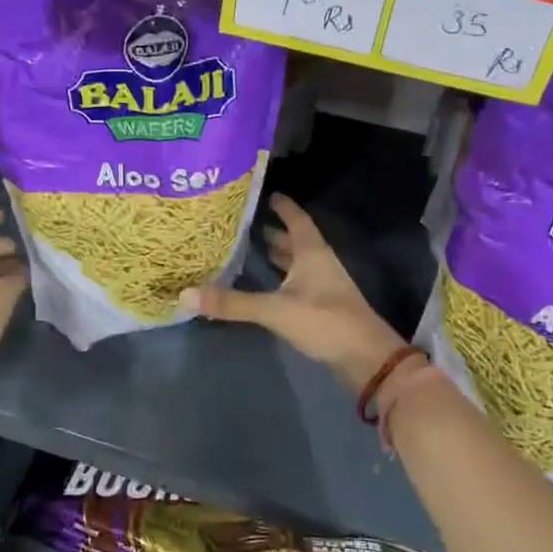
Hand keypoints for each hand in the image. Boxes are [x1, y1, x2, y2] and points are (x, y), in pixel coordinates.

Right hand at [179, 194, 403, 391]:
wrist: (366, 358)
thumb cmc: (325, 322)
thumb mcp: (276, 310)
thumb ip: (233, 303)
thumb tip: (186, 294)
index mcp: (312, 254)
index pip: (297, 220)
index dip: (284, 206)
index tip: (267, 193)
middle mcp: (319, 264)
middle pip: (297, 241)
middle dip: (276, 231)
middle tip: (249, 222)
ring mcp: (324, 287)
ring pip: (299, 263)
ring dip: (281, 255)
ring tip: (256, 248)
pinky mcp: (323, 308)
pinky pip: (298, 283)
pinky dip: (283, 278)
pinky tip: (270, 286)